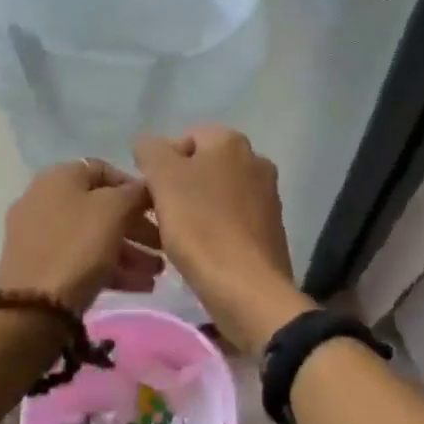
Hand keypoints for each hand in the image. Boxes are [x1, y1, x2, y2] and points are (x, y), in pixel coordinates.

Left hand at [0, 159, 163, 313]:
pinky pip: (82, 258)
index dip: (135, 187)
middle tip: (163, 246)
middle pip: (101, 207)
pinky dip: (110, 267)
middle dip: (137, 227)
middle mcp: (45, 199)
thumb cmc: (78, 246)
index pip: (105, 170)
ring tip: (156, 273)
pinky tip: (140, 286)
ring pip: (94, 236)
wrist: (33, 307)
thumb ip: (136, 192)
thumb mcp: (115, 210)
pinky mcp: (40, 265)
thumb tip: (146, 187)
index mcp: (59, 177)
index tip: (158, 209)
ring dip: (130, 252)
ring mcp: (39, 234)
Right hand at [133, 126, 310, 352]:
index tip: (152, 194)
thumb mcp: (163, 178)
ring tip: (181, 236)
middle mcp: (256, 159)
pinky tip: (205, 250)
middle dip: (181, 186)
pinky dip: (217, 228)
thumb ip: (151, 150)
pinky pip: (234, 218)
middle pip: (204, 165)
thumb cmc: (200, 226)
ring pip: (219, 192)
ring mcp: (268, 194)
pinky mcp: (272, 227)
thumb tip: (151, 146)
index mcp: (231, 141)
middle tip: (162, 215)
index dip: (162, 164)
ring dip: (198, 207)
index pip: (185, 137)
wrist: (246, 287)